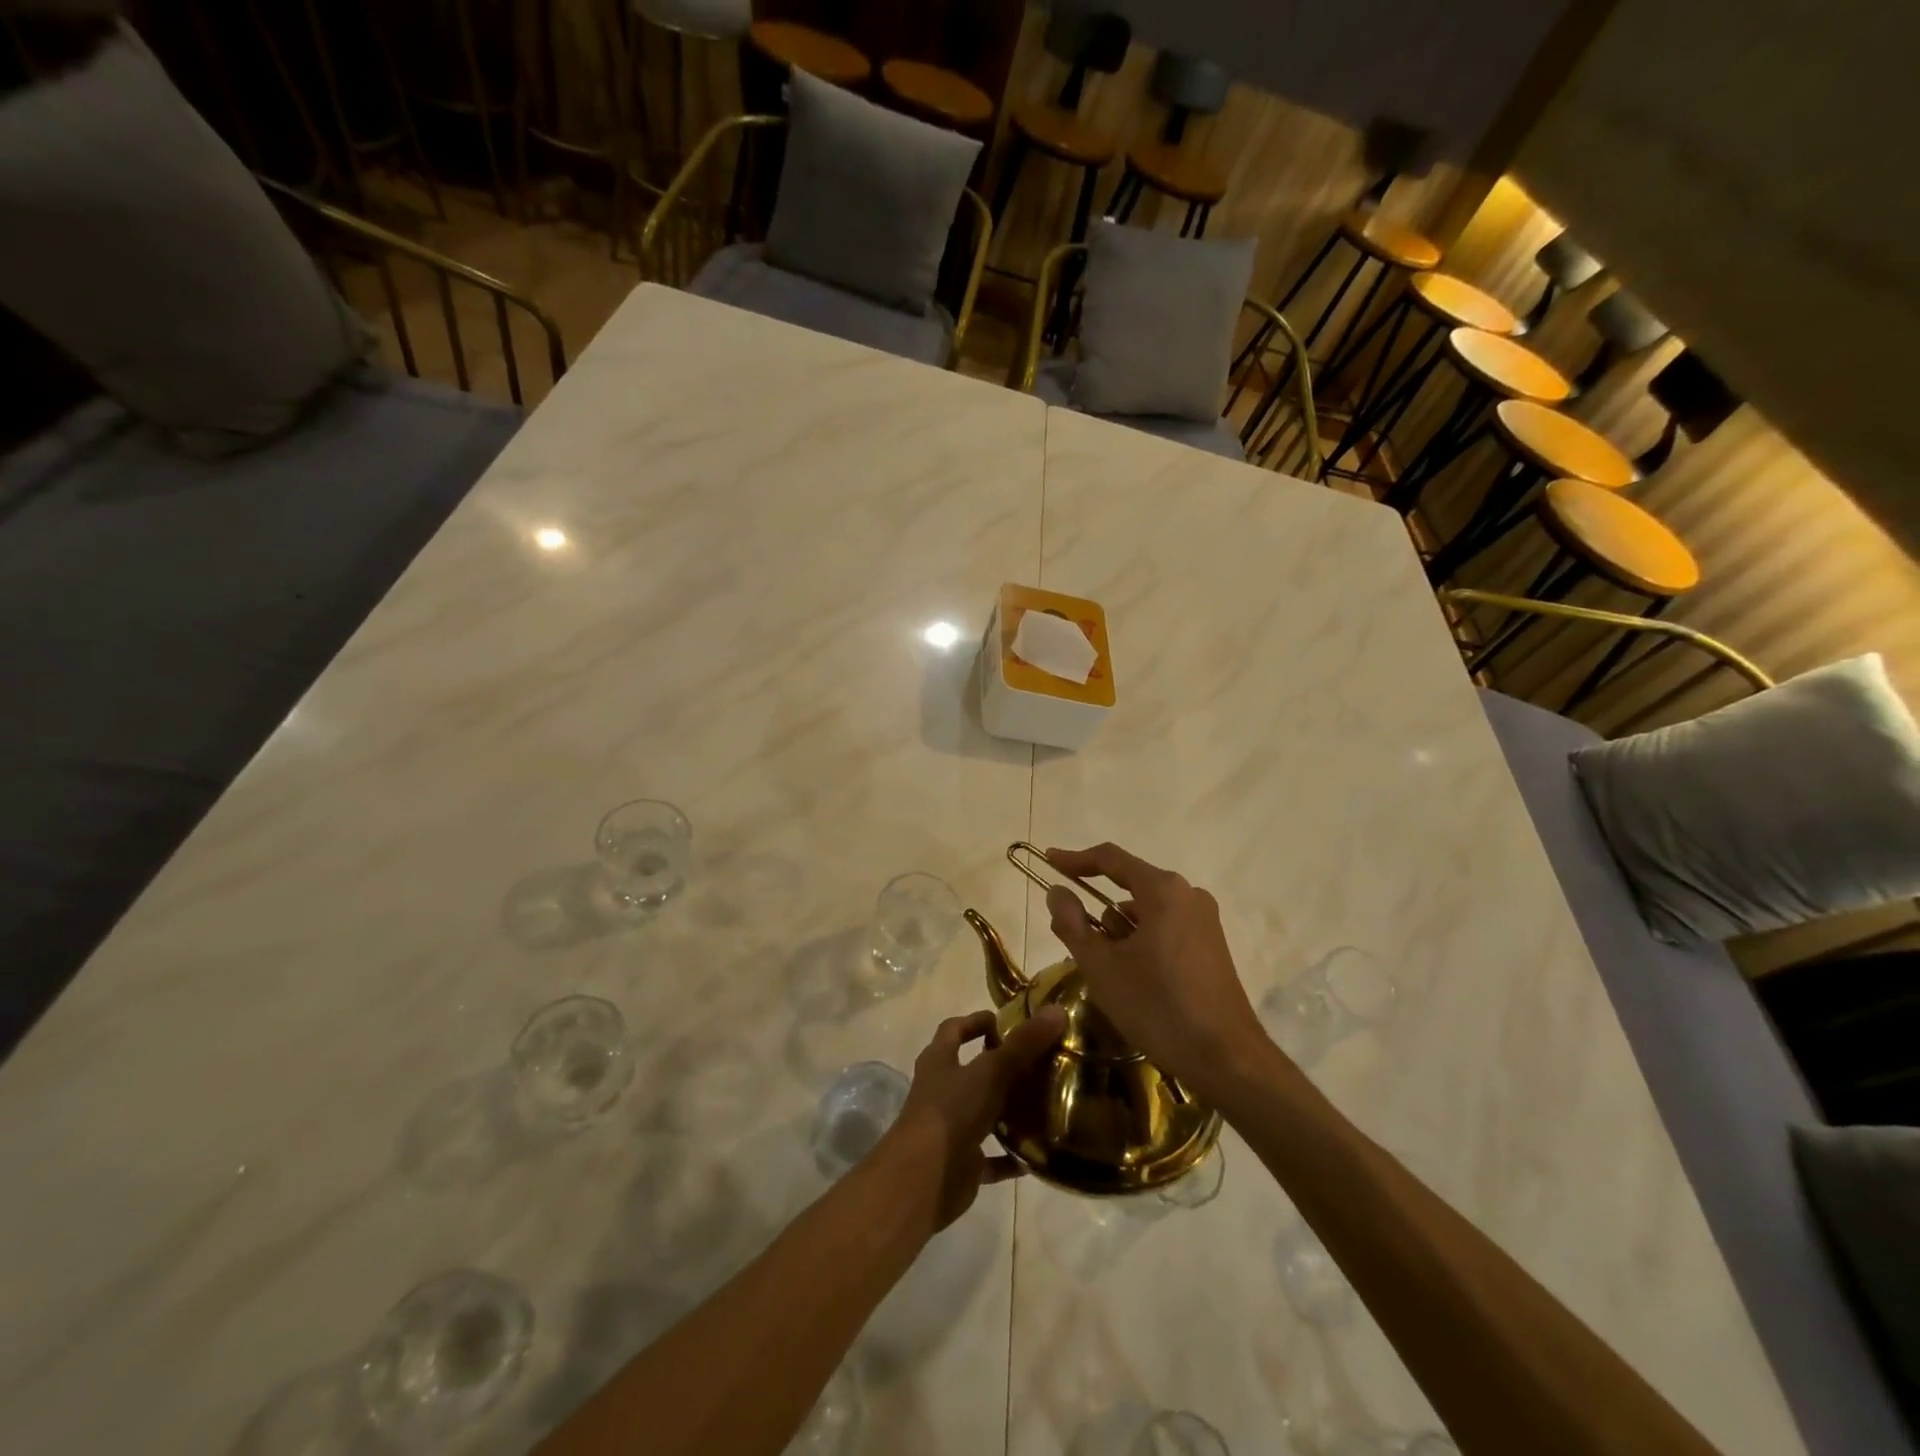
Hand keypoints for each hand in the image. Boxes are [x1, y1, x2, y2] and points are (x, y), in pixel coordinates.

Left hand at [877, 1006, 1066, 1229]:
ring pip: (983, 1112)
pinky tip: (1039, 1153)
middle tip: (1038, 1061)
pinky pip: (992, 1156)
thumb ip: (1023, 1043)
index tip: (1006, 1021)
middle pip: (971, 1070)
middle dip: (1000, 1065)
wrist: (923, 1180)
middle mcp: (941, 1090)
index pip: (954, 1029)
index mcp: (939, 1061)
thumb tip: (1057, 1010)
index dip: (976, 1021)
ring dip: (1008, 1109)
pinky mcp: (962, 1163)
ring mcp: (951, 1128)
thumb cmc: (951, 1111)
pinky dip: (1012, 1155)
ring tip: (1045, 1102)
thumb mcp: (990, 1071)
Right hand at [1043, 843, 1270, 1099]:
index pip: (1110, 859)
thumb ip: (1072, 924)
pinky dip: (1140, 942)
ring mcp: (1204, 921)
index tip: (1048, 861)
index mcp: (1163, 891)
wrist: (1227, 1059)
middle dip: (1097, 908)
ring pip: (1146, 911)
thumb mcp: (1102, 967)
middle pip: (1129, 886)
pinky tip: (1130, 978)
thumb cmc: (1158, 1007)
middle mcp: (1188, 895)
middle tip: (1070, 934)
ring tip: (1101, 968)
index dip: (1075, 859)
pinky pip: (1164, 928)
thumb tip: (1057, 892)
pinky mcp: (1211, 946)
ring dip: (1119, 931)